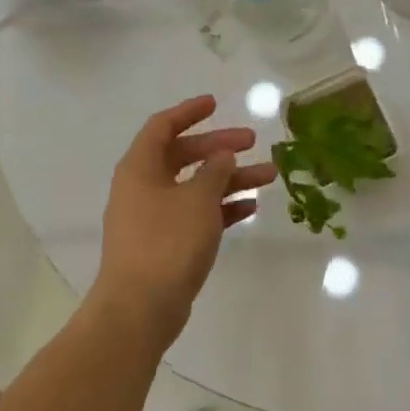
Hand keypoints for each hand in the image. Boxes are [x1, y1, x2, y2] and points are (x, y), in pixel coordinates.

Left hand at [91, 96, 275, 346]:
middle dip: (219, 148)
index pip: (162, 126)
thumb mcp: (198, 199)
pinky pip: (196, 215)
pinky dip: (221, 208)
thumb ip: (215, 171)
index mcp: (140, 168)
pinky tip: (250, 208)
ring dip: (229, 179)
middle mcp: (143, 187)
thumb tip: (223, 156)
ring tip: (269, 177)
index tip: (215, 103)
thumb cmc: (167, 242)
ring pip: (195, 187)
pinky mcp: (165, 244)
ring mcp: (153, 217)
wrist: (141, 307)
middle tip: (252, 142)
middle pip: (183, 156)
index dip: (189, 112)